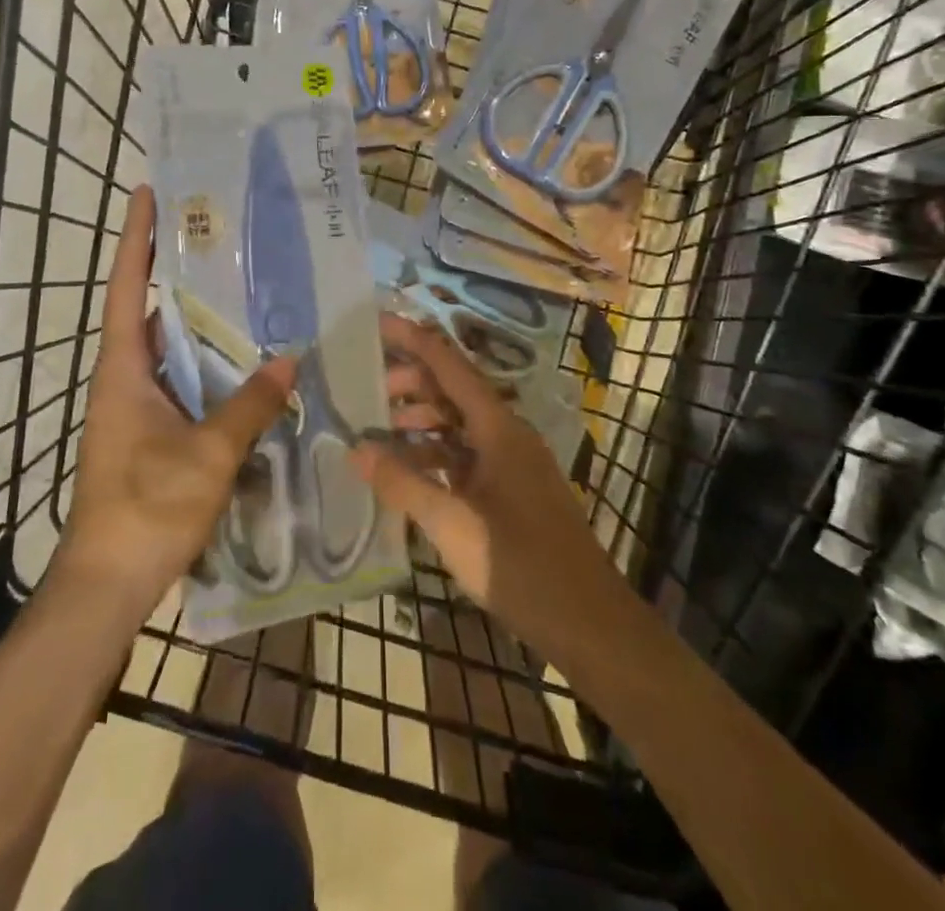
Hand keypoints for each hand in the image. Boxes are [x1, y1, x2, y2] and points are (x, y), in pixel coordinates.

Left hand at [56, 185, 296, 620]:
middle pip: (148, 308)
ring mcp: (136, 406)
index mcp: (123, 368)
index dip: (136, 237)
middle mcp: (125, 377)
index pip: (127, 287)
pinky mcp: (151, 431)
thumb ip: (250, 404)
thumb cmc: (148, 507)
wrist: (109, 582)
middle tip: (217, 233)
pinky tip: (244, 360)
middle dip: (174, 268)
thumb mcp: (208, 454)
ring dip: (196, 318)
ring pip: (168, 346)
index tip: (148, 192)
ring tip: (241, 285)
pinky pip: (182, 380)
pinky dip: (207, 363)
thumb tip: (289, 360)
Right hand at [355, 313, 629, 664]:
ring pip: (458, 425)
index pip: (450, 366)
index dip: (413, 340)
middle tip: (366, 388)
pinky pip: (465, 456)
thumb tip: (356, 448)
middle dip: (411, 383)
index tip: (377, 322)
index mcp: (498, 428)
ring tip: (380, 430)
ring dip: (421, 421)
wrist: (588, 623)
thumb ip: (402, 483)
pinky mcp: (511, 492)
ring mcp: (511, 464)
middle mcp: (507, 435)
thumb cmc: (519, 564)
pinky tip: (408, 471)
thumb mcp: (452, 523)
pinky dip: (434, 455)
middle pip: (453, 391)